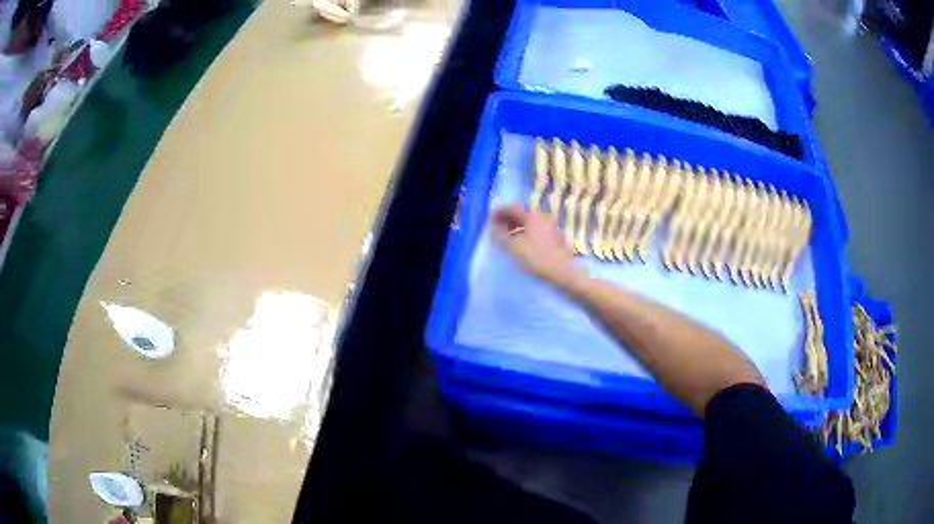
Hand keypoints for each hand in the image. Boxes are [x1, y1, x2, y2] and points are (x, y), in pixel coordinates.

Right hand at [490, 203, 582, 288]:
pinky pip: (535, 229)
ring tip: (506, 236)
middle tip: (496, 227)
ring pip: (529, 222)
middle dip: (507, 219)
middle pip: (521, 213)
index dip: (499, 212)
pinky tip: (520, 243)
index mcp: (532, 216)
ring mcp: (550, 226)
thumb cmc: (537, 257)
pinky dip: (525, 232)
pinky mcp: (554, 236)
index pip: (512, 207)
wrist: (562, 271)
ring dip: (516, 226)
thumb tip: (492, 229)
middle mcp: (542, 217)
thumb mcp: (514, 247)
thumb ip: (500, 236)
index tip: (490, 219)